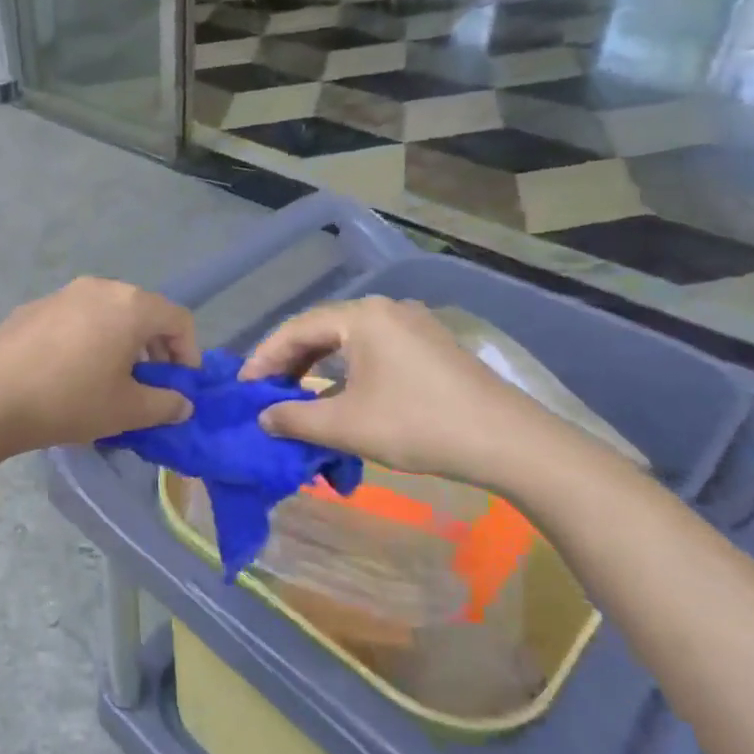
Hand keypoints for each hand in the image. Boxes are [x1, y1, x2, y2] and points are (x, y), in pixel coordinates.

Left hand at [0, 278, 199, 454]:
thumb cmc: (70, 401)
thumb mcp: (127, 410)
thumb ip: (165, 404)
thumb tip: (182, 403)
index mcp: (129, 305)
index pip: (178, 319)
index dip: (188, 352)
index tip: (179, 385)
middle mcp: (98, 287)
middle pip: (142, 311)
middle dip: (153, 347)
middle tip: (147, 384)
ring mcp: (61, 293)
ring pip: (106, 313)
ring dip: (120, 342)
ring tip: (108, 379)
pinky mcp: (32, 307)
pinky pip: (75, 318)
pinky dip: (86, 339)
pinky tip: (69, 372)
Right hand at [239, 297, 579, 489]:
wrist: (509, 442)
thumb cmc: (418, 425)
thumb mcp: (346, 425)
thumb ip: (294, 418)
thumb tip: (263, 417)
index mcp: (361, 317)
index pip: (295, 329)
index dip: (263, 358)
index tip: (243, 388)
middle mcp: (385, 310)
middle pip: (321, 331)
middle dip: (289, 362)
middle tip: (265, 392)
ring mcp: (413, 326)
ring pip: (348, 342)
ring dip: (318, 368)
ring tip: (297, 395)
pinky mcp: (431, 346)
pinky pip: (374, 350)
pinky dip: (347, 370)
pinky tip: (341, 396)